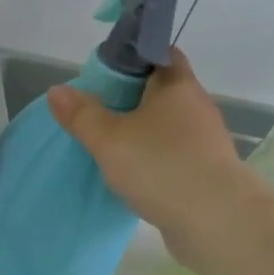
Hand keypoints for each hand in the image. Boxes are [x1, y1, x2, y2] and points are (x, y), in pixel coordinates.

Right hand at [47, 49, 253, 263]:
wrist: (216, 221)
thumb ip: (82, 115)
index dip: (132, 57)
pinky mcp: (205, 172)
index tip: (104, 73)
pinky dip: (152, 158)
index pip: (159, 53)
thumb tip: (57, 90)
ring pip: (166, 125)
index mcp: (177, 86)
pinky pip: (172, 155)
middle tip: (95, 110)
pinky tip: (131, 174)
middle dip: (130, 98)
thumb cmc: (160, 166)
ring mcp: (204, 141)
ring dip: (141, 132)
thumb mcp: (109, 139)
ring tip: (108, 145)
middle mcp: (196, 107)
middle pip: (160, 91)